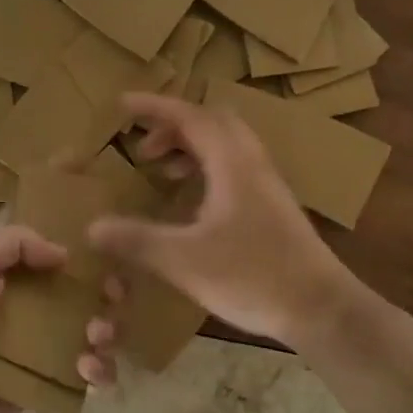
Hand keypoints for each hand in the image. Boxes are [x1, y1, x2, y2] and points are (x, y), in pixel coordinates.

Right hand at [86, 93, 356, 345]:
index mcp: (232, 162)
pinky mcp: (273, 205)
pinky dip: (206, 168)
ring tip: (162, 171)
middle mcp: (252, 162)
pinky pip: (234, 166)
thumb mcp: (184, 260)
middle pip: (211, 122)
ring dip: (190, 147)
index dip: (154, 107)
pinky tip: (192, 202)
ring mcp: (267, 183)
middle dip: (173, 126)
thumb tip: (92, 227)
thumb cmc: (253, 276)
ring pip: (225, 144)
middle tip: (143, 147)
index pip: (189, 116)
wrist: (320, 308)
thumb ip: (137, 240)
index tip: (122, 104)